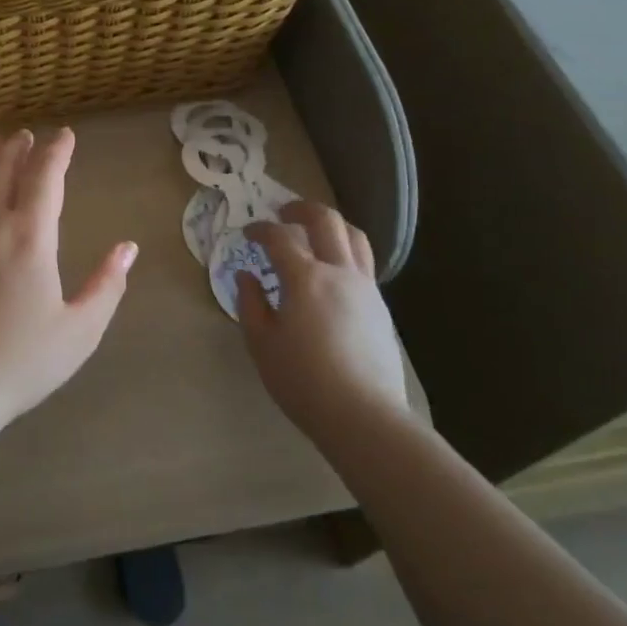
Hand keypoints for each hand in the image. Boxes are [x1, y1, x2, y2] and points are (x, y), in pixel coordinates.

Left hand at [0, 128, 137, 432]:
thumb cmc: (18, 362)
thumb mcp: (79, 331)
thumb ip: (107, 286)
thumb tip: (128, 248)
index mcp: (29, 236)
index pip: (46, 178)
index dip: (57, 152)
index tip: (66, 135)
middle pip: (3, 169)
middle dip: (19, 148)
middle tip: (27, 135)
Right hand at [235, 200, 408, 444]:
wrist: (364, 416)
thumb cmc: (303, 380)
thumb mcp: (262, 344)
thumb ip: (251, 303)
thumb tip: (246, 276)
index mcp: (305, 278)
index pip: (280, 237)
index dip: (260, 229)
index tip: (247, 234)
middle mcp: (339, 272)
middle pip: (326, 220)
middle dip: (301, 209)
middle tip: (282, 214)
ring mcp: (365, 288)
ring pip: (354, 236)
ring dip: (331, 225)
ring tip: (314, 233)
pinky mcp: (380, 307)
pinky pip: (364, 263)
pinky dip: (345, 251)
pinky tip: (331, 272)